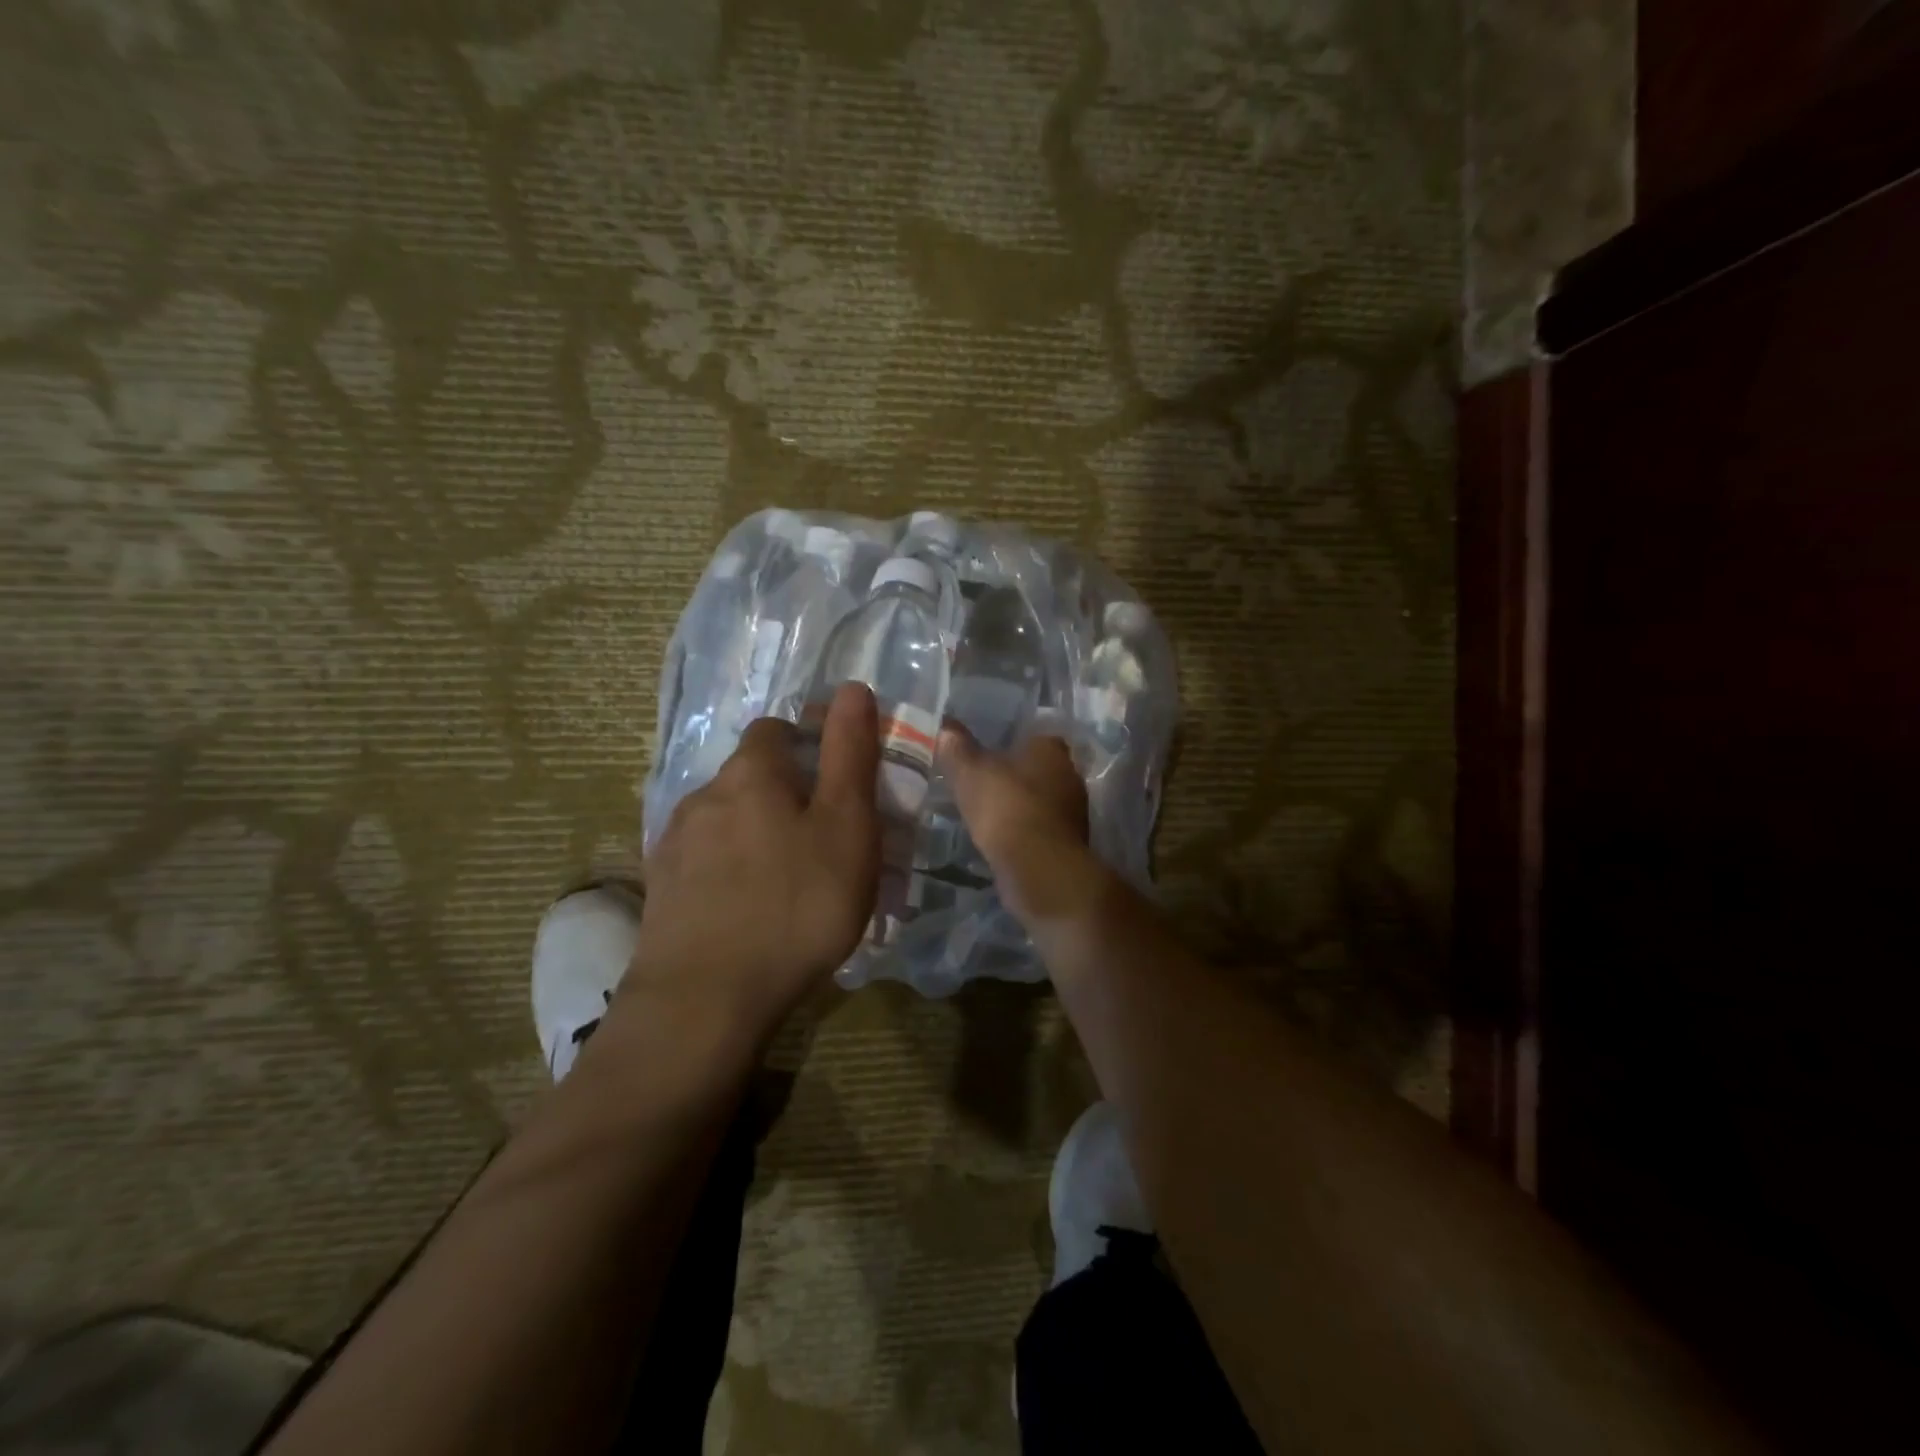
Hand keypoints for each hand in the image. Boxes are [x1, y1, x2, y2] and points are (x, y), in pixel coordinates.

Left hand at [628, 683, 880, 1034]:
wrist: (705, 1000)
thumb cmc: (796, 904)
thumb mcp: (846, 825)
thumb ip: (849, 753)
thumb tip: (851, 687)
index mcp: (750, 772)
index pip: (777, 728)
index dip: (809, 744)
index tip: (837, 784)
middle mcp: (703, 794)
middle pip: (749, 775)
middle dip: (785, 793)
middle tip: (822, 840)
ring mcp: (673, 843)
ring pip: (725, 820)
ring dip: (755, 833)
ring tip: (786, 880)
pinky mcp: (659, 889)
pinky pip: (704, 861)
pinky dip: (728, 869)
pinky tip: (746, 907)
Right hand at [939, 726, 1107, 928]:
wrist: (1038, 867)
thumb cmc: (1006, 807)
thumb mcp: (970, 772)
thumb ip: (957, 748)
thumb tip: (946, 727)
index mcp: (1050, 748)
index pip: (1033, 735)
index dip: (1011, 742)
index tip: (987, 753)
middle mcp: (1069, 774)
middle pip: (1040, 768)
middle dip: (1016, 775)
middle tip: (984, 782)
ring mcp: (1074, 810)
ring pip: (1042, 799)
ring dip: (1021, 805)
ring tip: (989, 812)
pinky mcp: (1069, 842)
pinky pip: (1042, 828)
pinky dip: (1026, 831)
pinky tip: (1003, 838)